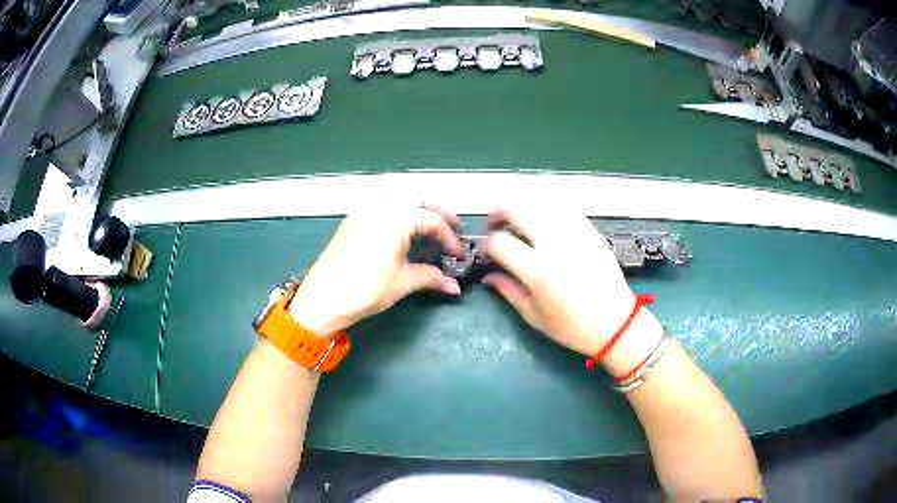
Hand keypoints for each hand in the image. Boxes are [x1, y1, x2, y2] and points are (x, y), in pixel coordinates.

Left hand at [288, 205, 463, 334]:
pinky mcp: (353, 221)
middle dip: (438, 213)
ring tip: (429, 230)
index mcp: (396, 217)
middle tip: (452, 229)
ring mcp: (363, 211)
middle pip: (417, 200)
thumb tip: (454, 286)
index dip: (450, 238)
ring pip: (398, 201)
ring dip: (417, 211)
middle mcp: (380, 206)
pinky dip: (399, 215)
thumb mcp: (402, 283)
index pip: (433, 221)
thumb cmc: (365, 289)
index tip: (459, 256)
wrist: (322, 299)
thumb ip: (431, 277)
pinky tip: (403, 233)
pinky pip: (382, 208)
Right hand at [481, 205, 663, 374]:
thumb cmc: (572, 327)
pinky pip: (563, 205)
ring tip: (516, 215)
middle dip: (499, 210)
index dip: (487, 243)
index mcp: (538, 271)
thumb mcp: (533, 315)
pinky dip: (546, 205)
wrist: (615, 323)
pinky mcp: (589, 230)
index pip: (500, 242)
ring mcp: (575, 233)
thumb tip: (488, 275)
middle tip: (495, 221)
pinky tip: (541, 216)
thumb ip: (507, 289)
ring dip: (521, 202)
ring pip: (541, 199)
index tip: (487, 250)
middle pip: (518, 207)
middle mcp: (555, 244)